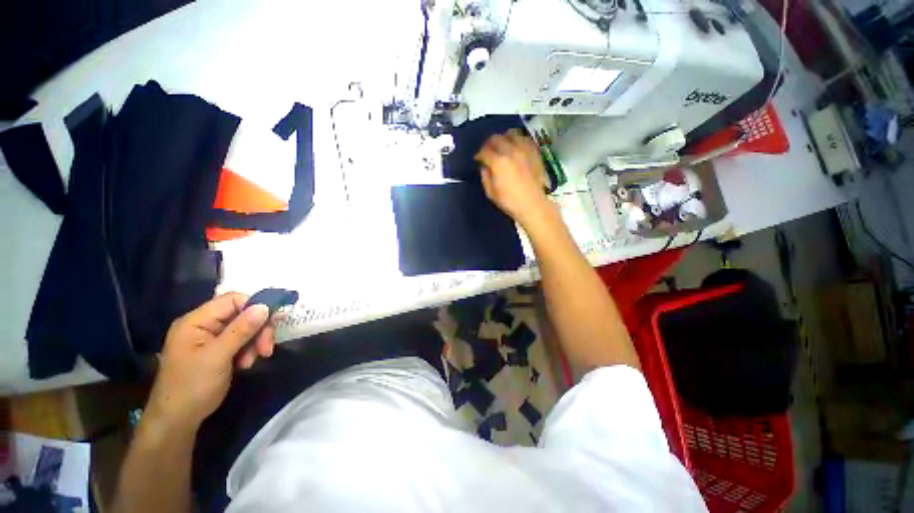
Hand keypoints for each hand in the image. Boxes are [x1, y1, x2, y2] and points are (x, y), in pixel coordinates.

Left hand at [145, 293, 276, 429]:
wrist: (178, 420)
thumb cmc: (192, 386)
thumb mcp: (218, 357)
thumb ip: (241, 330)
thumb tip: (265, 306)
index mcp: (196, 321)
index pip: (232, 300)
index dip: (255, 306)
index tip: (273, 322)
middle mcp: (204, 325)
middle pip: (242, 314)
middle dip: (258, 329)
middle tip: (267, 348)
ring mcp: (210, 338)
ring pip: (245, 328)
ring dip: (255, 342)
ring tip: (254, 360)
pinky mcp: (218, 349)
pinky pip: (241, 340)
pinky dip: (249, 349)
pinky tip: (247, 363)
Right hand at [474, 129, 553, 226]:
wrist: (532, 205)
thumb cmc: (509, 202)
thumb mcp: (491, 192)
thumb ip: (485, 176)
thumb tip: (484, 166)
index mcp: (498, 162)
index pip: (484, 151)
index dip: (478, 155)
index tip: (478, 159)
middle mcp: (511, 151)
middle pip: (496, 139)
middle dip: (489, 144)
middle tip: (488, 151)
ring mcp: (524, 150)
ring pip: (511, 134)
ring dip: (504, 138)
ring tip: (502, 146)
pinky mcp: (534, 152)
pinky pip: (525, 139)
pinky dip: (518, 140)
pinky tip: (516, 147)